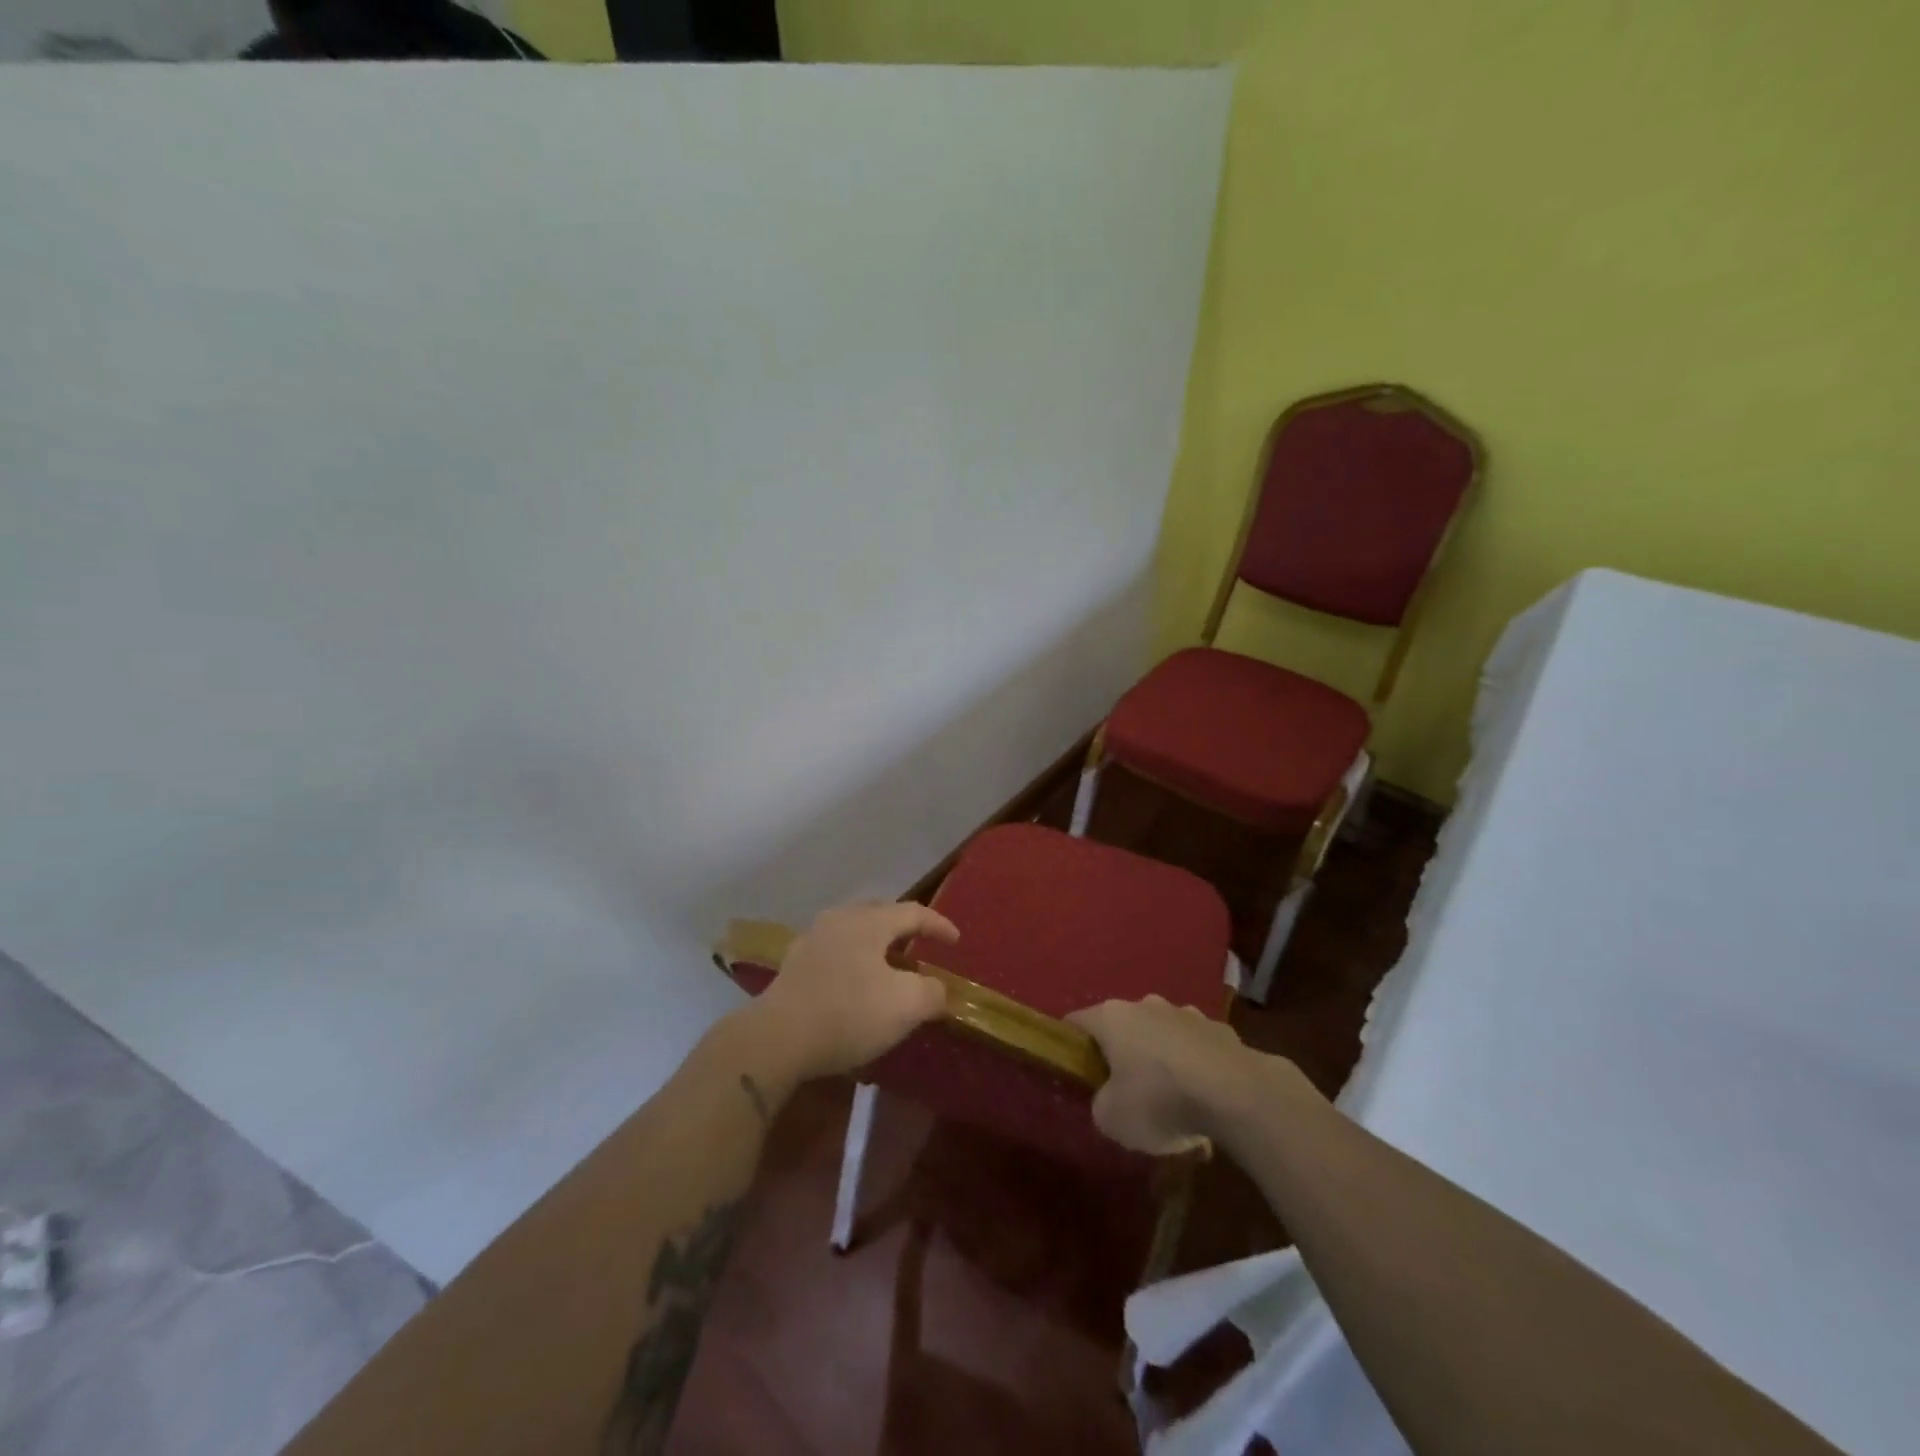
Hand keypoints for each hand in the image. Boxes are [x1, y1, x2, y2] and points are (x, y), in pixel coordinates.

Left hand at [752, 901, 957, 1079]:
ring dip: (875, 943)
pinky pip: (834, 950)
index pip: (913, 912)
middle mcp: (839, 919)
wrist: (777, 1038)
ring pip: (853, 929)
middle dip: (902, 926)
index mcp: (869, 921)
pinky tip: (854, 982)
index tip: (955, 941)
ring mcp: (812, 939)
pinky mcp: (794, 964)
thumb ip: (932, 992)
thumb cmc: (848, 1013)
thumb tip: (939, 989)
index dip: (938, 925)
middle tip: (918, 945)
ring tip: (888, 965)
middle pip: (879, 912)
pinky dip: (853, 958)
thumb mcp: (906, 1006)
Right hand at [1068, 995, 1306, 1155]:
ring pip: (1161, 1036)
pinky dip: (1194, 1069)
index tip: (1073, 1073)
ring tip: (1171, 1102)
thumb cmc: (1161, 1100)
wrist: (1238, 1094)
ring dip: (1161, 1060)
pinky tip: (1204, 1102)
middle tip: (1124, 1093)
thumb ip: (1100, 1105)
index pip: (1076, 1022)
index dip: (1070, 1047)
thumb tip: (1108, 1100)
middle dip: (1121, 1055)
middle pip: (1122, 1027)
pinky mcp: (1221, 1030)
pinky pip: (1196, 1049)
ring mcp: (1186, 1013)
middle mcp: (1146, 1005)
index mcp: (1112, 1017)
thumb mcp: (1111, 1119)